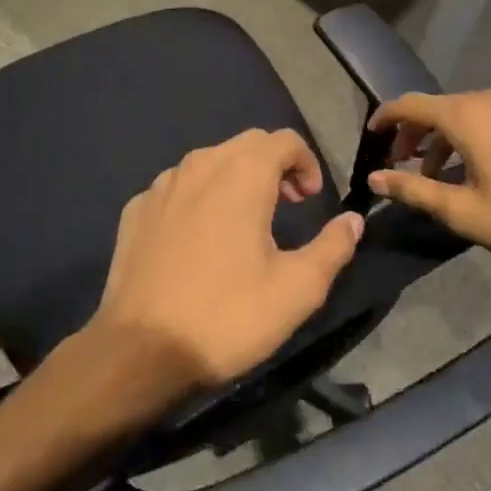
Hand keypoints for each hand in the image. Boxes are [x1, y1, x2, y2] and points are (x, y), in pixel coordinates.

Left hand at [88, 129, 364, 397]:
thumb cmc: (228, 315)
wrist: (141, 350)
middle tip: (288, 205)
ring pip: (210, 162)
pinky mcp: (137, 207)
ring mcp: (162, 184)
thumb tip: (353, 220)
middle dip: (275, 165)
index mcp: (243, 173)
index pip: (285, 140)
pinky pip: (178, 187)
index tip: (311, 200)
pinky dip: (199, 198)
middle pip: (248, 144)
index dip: (307, 163)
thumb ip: (333, 247)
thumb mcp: (298, 289)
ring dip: (235, 178)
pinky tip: (199, 239)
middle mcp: (201, 163)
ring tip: (245, 221)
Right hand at [365, 89, 490, 283]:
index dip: (386, 118)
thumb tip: (374, 180)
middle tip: (406, 166)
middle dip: (418, 135)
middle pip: (442, 108)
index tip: (371, 134)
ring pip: (474, 113)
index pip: (411, 105)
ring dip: (451, 139)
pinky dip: (484, 136)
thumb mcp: (464, 214)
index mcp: (467, 116)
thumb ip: (414, 191)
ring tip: (447, 175)